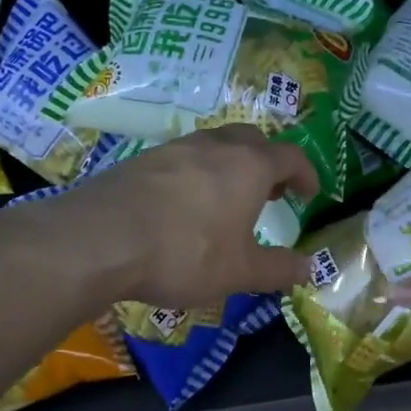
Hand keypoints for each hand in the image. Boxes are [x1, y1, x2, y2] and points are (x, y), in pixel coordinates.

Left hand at [55, 125, 319, 307]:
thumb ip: (279, 269)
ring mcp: (175, 148)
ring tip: (229, 199)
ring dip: (232, 165)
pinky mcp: (142, 160)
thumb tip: (310, 269)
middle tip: (271, 192)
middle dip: (268, 162)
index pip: (290, 156)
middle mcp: (215, 146)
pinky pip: (183, 158)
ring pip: (215, 144)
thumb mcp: (239, 271)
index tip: (310, 193)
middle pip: (253, 140)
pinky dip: (198, 174)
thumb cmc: (184, 253)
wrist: (100, 239)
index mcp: (249, 165)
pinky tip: (185, 205)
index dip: (306, 173)